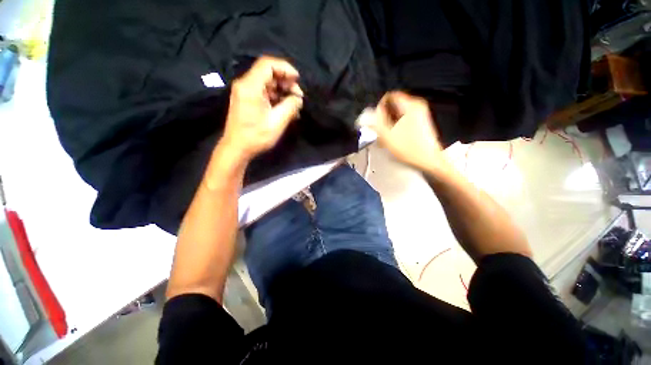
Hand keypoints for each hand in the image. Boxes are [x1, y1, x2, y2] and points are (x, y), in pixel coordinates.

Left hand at [220, 56, 303, 162]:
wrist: (237, 148)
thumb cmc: (256, 136)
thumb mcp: (278, 122)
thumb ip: (290, 106)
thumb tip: (298, 98)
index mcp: (250, 86)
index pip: (268, 64)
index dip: (285, 68)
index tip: (298, 80)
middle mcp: (246, 84)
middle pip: (269, 73)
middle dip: (286, 82)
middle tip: (298, 97)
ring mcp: (246, 92)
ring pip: (268, 83)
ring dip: (283, 91)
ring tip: (295, 105)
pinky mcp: (248, 100)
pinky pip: (264, 93)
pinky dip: (276, 98)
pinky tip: (286, 108)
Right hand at [364, 91, 443, 172]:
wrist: (428, 159)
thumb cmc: (409, 148)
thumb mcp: (387, 135)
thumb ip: (374, 123)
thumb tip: (365, 116)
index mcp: (409, 105)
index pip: (389, 96)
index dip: (379, 107)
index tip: (375, 119)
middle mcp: (416, 106)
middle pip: (392, 106)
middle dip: (383, 118)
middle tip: (378, 130)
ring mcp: (419, 114)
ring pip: (397, 114)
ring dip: (388, 124)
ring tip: (384, 137)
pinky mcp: (419, 122)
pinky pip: (403, 120)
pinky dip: (395, 127)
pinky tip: (392, 138)